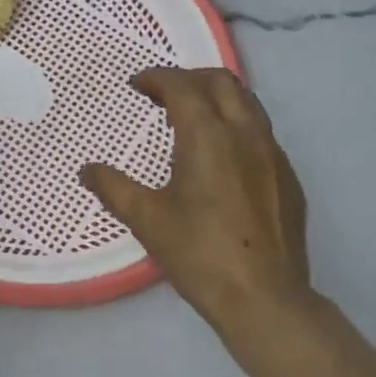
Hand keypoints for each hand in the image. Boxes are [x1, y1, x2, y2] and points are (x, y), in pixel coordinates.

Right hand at [81, 68, 313, 341]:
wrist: (264, 298)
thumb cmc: (199, 254)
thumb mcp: (147, 220)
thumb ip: (113, 188)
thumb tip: (87, 170)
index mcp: (208, 136)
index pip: (183, 86)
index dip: (157, 78)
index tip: (137, 85)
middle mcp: (245, 133)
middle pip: (221, 81)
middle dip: (189, 78)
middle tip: (163, 94)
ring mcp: (273, 154)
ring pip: (247, 103)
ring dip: (217, 97)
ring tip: (192, 117)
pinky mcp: (288, 176)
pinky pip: (261, 132)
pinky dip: (236, 125)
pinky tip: (221, 156)